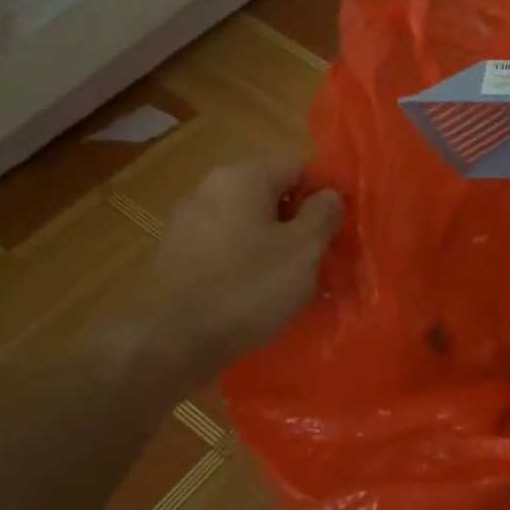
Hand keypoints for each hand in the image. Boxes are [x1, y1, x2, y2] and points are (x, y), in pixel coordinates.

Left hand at [111, 158, 341, 384]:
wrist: (172, 342)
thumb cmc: (249, 287)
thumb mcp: (304, 249)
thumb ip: (323, 214)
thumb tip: (329, 194)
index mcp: (243, 177)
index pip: (298, 168)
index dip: (323, 196)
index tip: (336, 230)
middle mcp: (210, 189)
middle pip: (270, 195)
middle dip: (297, 223)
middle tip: (318, 258)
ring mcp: (188, 223)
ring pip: (248, 224)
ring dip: (272, 246)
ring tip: (290, 282)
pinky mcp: (176, 256)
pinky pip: (225, 249)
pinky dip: (245, 264)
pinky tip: (255, 294)